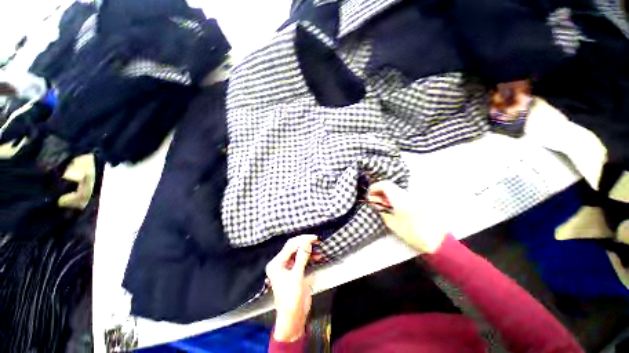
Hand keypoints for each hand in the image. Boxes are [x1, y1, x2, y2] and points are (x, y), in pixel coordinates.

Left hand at [266, 234, 320, 341]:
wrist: (293, 317)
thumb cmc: (291, 298)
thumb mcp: (297, 276)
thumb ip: (302, 257)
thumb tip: (307, 241)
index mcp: (276, 263)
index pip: (290, 246)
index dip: (302, 240)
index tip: (314, 238)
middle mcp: (280, 263)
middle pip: (293, 247)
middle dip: (305, 243)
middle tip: (317, 240)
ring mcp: (287, 267)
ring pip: (298, 252)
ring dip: (308, 250)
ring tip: (319, 247)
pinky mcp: (294, 271)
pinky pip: (302, 259)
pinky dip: (309, 257)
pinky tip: (317, 256)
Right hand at [368, 181, 446, 252]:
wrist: (438, 240)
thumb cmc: (413, 232)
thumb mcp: (393, 224)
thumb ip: (383, 212)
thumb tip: (376, 205)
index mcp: (399, 198)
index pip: (384, 185)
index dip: (374, 188)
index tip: (369, 195)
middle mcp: (406, 194)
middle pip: (390, 186)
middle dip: (379, 192)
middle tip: (374, 202)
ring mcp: (413, 197)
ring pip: (395, 191)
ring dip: (386, 196)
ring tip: (382, 206)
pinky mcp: (417, 202)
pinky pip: (401, 196)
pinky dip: (394, 199)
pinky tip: (392, 208)